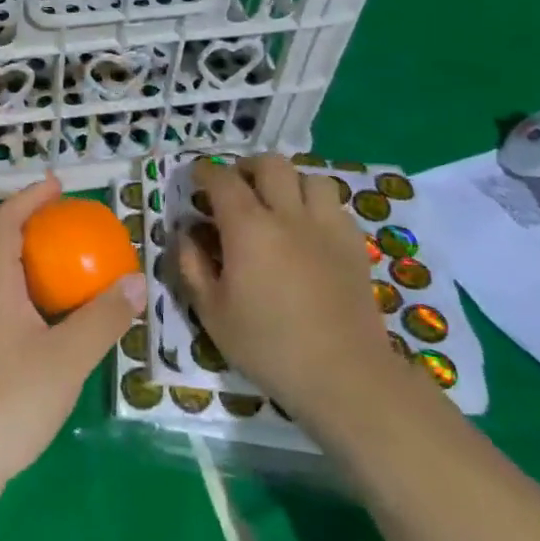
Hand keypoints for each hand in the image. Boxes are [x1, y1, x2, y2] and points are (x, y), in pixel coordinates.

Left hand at [0, 176, 144, 510]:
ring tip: (80, 271)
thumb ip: (102, 318)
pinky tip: (65, 325)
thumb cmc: (6, 399)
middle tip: (79, 228)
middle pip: (6, 247)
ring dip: (41, 268)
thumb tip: (135, 280)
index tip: (57, 185)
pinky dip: (39, 301)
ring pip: (10, 281)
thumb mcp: (66, 357)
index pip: (5, 222)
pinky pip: (13, 309)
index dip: (29, 198)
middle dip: (40, 230)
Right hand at [177, 155, 423, 463]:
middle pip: (270, 164)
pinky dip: (316, 206)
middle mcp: (288, 215)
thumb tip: (185, 234)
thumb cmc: (268, 346)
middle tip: (235, 187)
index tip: (195, 178)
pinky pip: (335, 206)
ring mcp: (327, 227)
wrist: (344, 376)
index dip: (204, 172)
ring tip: (276, 204)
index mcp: (248, 228)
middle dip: (247, 168)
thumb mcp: (211, 312)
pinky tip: (307, 230)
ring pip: (309, 178)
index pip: (222, 179)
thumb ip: (192, 266)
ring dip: (287, 183)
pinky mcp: (354, 245)